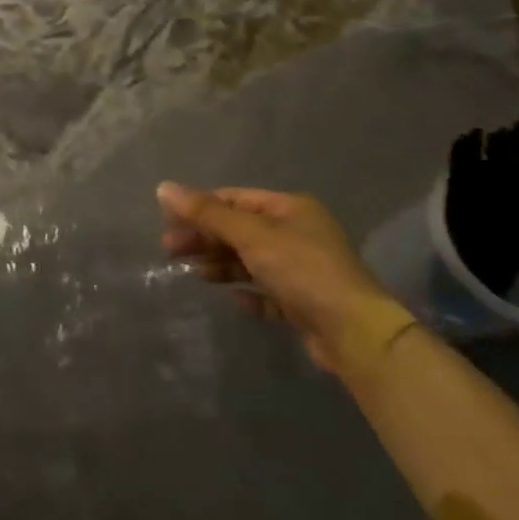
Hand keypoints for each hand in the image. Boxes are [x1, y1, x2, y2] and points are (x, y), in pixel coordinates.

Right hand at [158, 181, 413, 376]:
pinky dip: (248, 293)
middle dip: (206, 238)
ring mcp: (304, 269)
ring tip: (196, 274)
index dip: (201, 207)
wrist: (354, 332)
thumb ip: (206, 213)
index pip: (235, 199)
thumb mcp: (250, 235)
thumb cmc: (301, 269)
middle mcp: (299, 233)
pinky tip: (233, 298)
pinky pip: (268, 292)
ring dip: (223, 264)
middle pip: (241, 229)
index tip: (170, 222)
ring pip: (252, 260)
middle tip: (170, 250)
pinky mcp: (305, 303)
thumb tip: (163, 187)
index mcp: (290, 208)